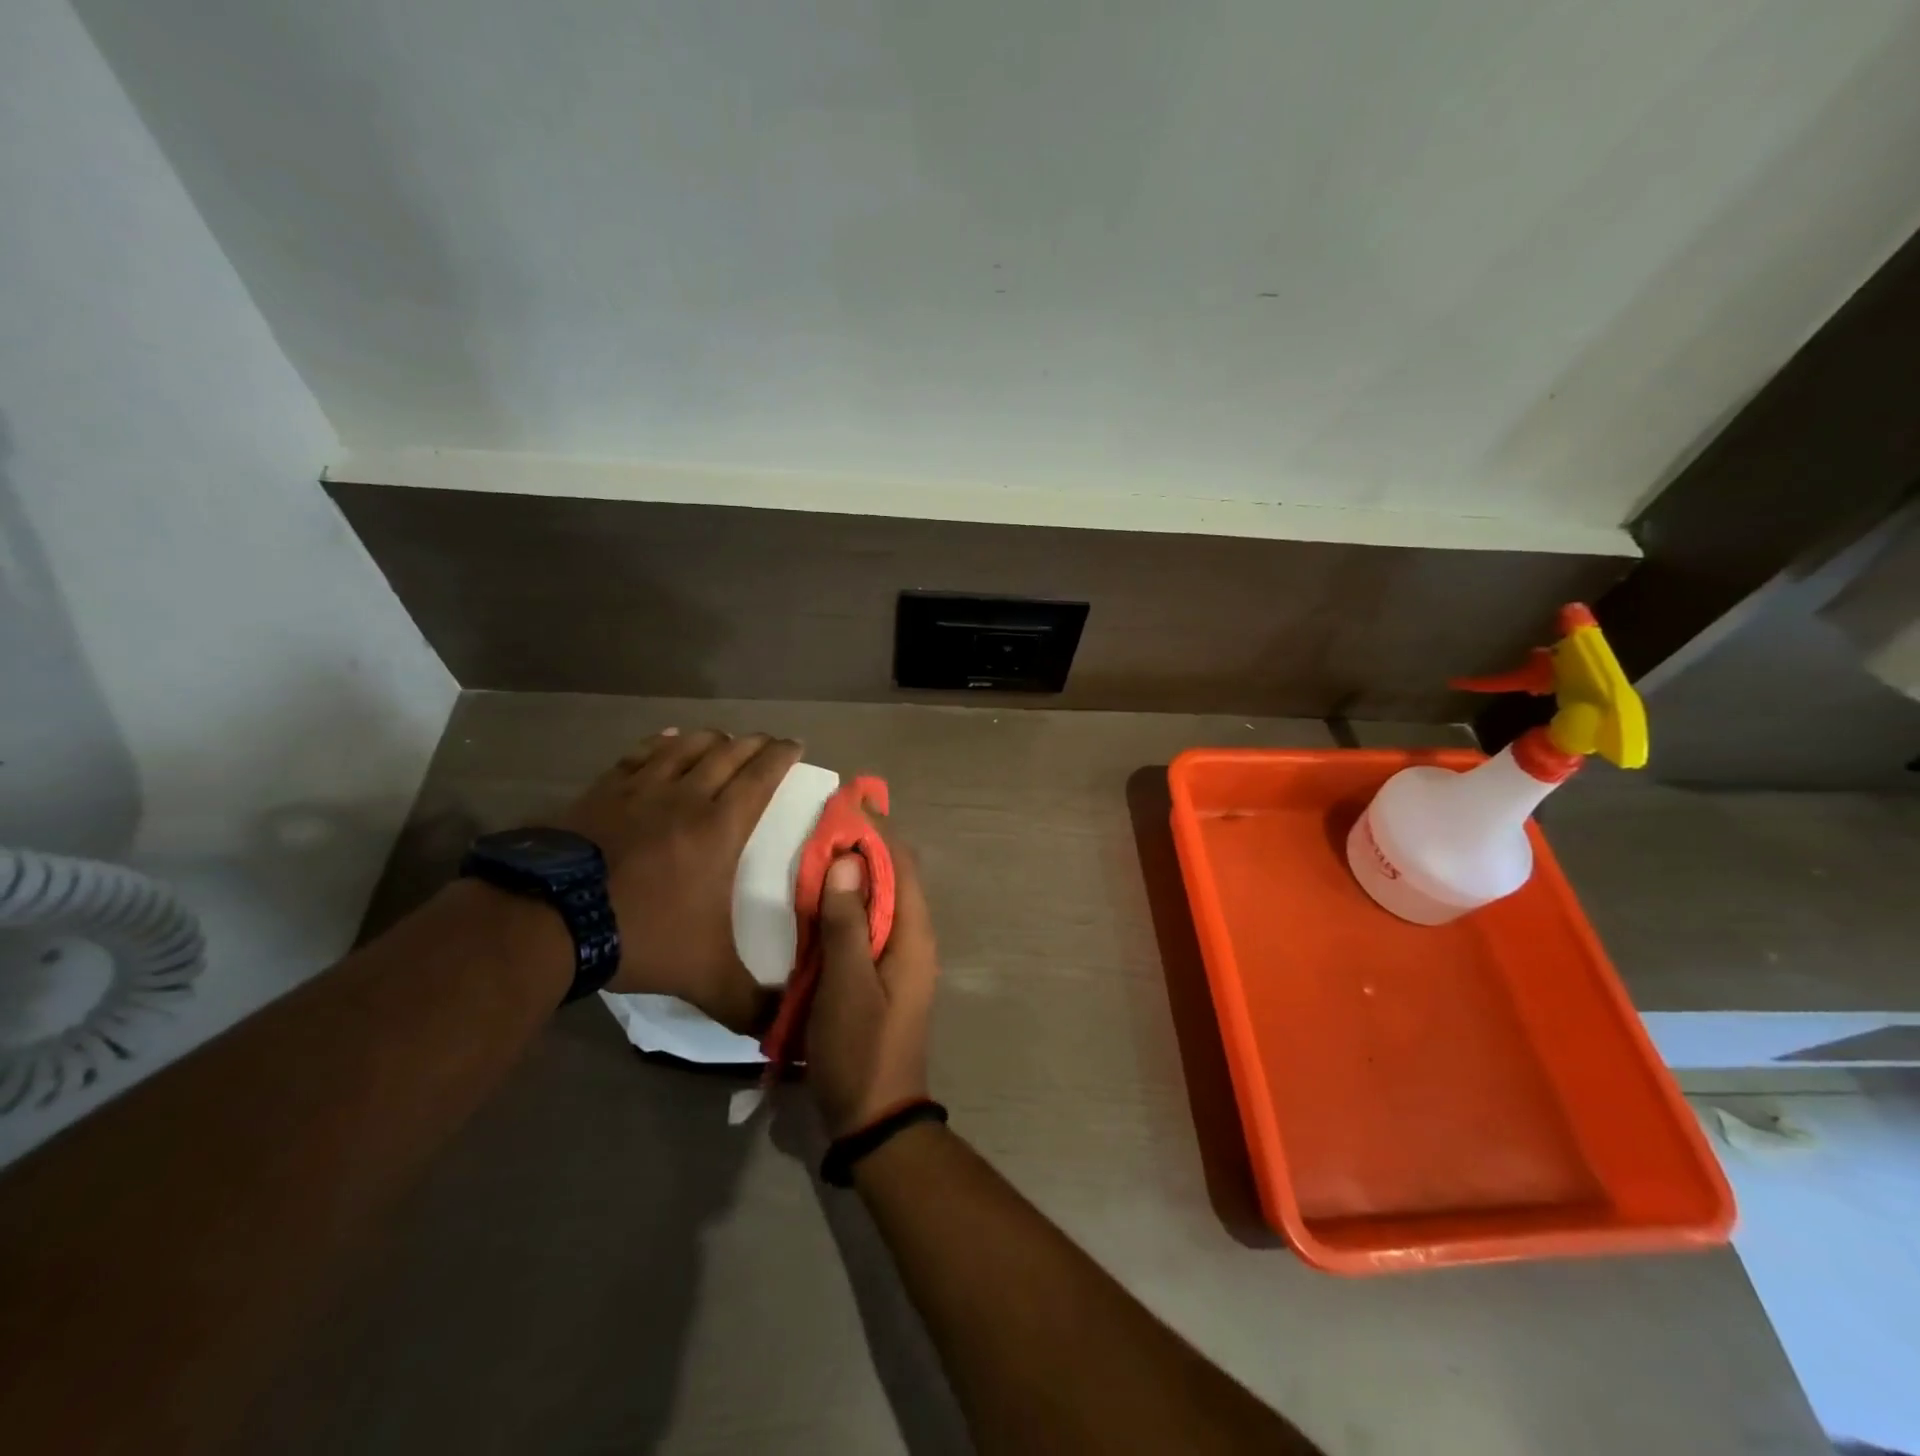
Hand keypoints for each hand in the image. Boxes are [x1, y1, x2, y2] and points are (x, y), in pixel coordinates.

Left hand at [550, 727, 801, 1031]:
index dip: (781, 755)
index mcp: (720, 827)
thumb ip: (747, 1003)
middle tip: (768, 742)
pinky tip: (667, 739)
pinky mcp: (603, 791)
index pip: (761, 777)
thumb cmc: (640, 935)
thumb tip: (783, 1032)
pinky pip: (640, 755)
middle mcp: (686, 796)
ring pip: (686, 746)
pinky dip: (661, 743)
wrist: (550, 920)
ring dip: (711, 738)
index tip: (796, 744)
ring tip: (723, 738)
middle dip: (754, 743)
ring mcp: (640, 789)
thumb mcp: (704, 977)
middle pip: (728, 753)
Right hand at [809, 831, 938, 1136]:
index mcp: (913, 936)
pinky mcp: (883, 974)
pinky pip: (870, 924)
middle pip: (895, 877)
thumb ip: (847, 923)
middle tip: (829, 820)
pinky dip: (851, 902)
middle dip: (867, 845)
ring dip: (857, 872)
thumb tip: (848, 861)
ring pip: (882, 899)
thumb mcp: (846, 985)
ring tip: (822, 848)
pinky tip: (823, 900)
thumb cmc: (860, 1049)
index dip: (878, 830)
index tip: (850, 800)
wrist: (876, 1117)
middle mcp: (913, 939)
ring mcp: (900, 958)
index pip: (901, 865)